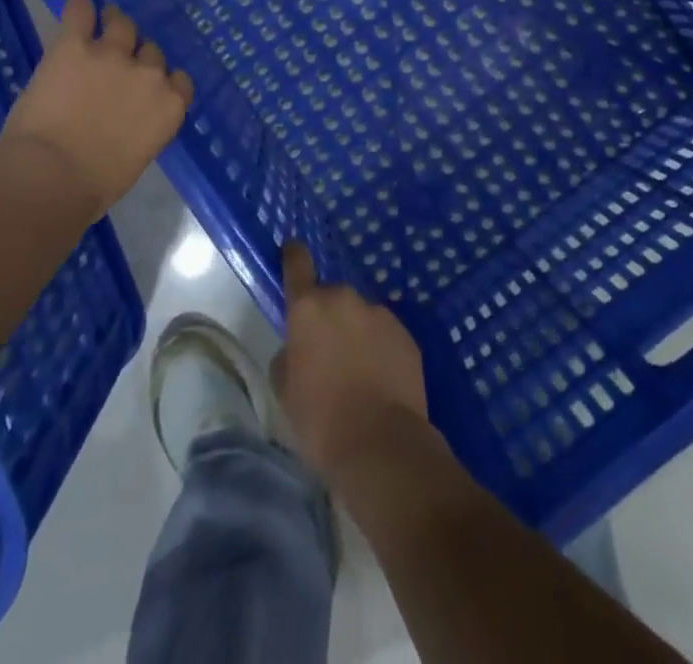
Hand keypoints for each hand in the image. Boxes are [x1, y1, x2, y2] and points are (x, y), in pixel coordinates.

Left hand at [0, 0, 193, 217]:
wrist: (51, 178)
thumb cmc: (94, 186)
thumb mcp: (136, 158)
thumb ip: (141, 128)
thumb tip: (126, 121)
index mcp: (169, 107)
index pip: (178, 79)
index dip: (160, 80)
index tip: (145, 87)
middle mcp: (149, 74)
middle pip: (151, 51)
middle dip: (136, 56)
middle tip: (116, 64)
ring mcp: (112, 54)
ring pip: (122, 23)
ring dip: (113, 24)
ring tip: (100, 26)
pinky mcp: (74, 45)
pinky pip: (81, 11)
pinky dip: (80, 6)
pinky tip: (78, 5)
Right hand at [273, 240, 431, 484]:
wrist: (381, 445)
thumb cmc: (320, 419)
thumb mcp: (285, 389)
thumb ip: (289, 355)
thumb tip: (299, 348)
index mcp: (309, 308)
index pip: (297, 265)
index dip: (293, 256)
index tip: (293, 247)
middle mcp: (345, 299)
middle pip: (332, 298)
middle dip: (329, 318)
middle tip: (327, 355)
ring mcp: (380, 314)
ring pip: (361, 318)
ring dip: (357, 335)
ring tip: (358, 375)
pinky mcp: (407, 335)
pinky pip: (386, 336)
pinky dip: (381, 351)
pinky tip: (381, 383)